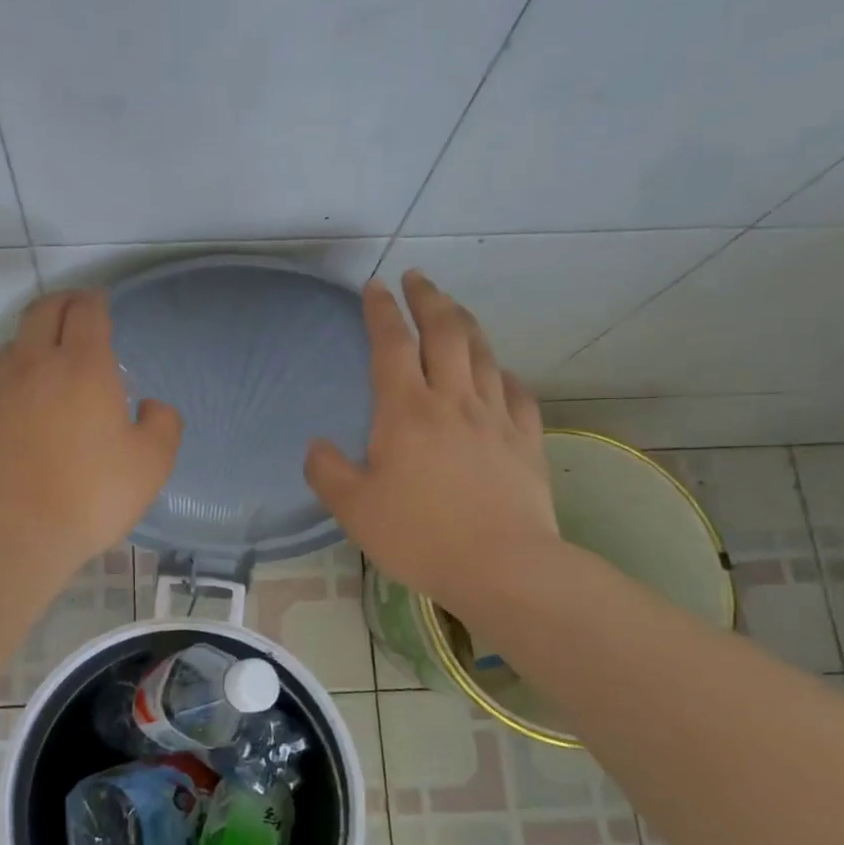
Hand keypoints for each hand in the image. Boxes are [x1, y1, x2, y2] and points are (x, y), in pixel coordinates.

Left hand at [0, 289, 182, 573]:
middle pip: (41, 312)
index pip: (86, 311)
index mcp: (82, 367)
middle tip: (76, 313)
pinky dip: (12, 389)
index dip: (96, 301)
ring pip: (11, 347)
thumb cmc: (93, 496)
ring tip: (47, 361)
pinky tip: (22, 417)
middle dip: (62, 304)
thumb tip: (150, 406)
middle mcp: (33, 366)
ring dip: (32, 342)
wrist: (16, 536)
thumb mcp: (152, 464)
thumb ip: (163, 424)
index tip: (101, 303)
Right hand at [304, 271, 557, 605]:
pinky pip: (516, 392)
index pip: (391, 344)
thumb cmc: (419, 535)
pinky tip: (499, 373)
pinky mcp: (526, 440)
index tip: (376, 286)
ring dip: (466, 324)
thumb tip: (317, 445)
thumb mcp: (353, 509)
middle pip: (445, 332)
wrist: (502, 566)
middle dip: (430, 298)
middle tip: (418, 277)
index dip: (382, 311)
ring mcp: (495, 417)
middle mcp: (453, 400)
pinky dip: (503, 373)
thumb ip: (327, 472)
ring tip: (454, 310)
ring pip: (483, 354)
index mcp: (406, 410)